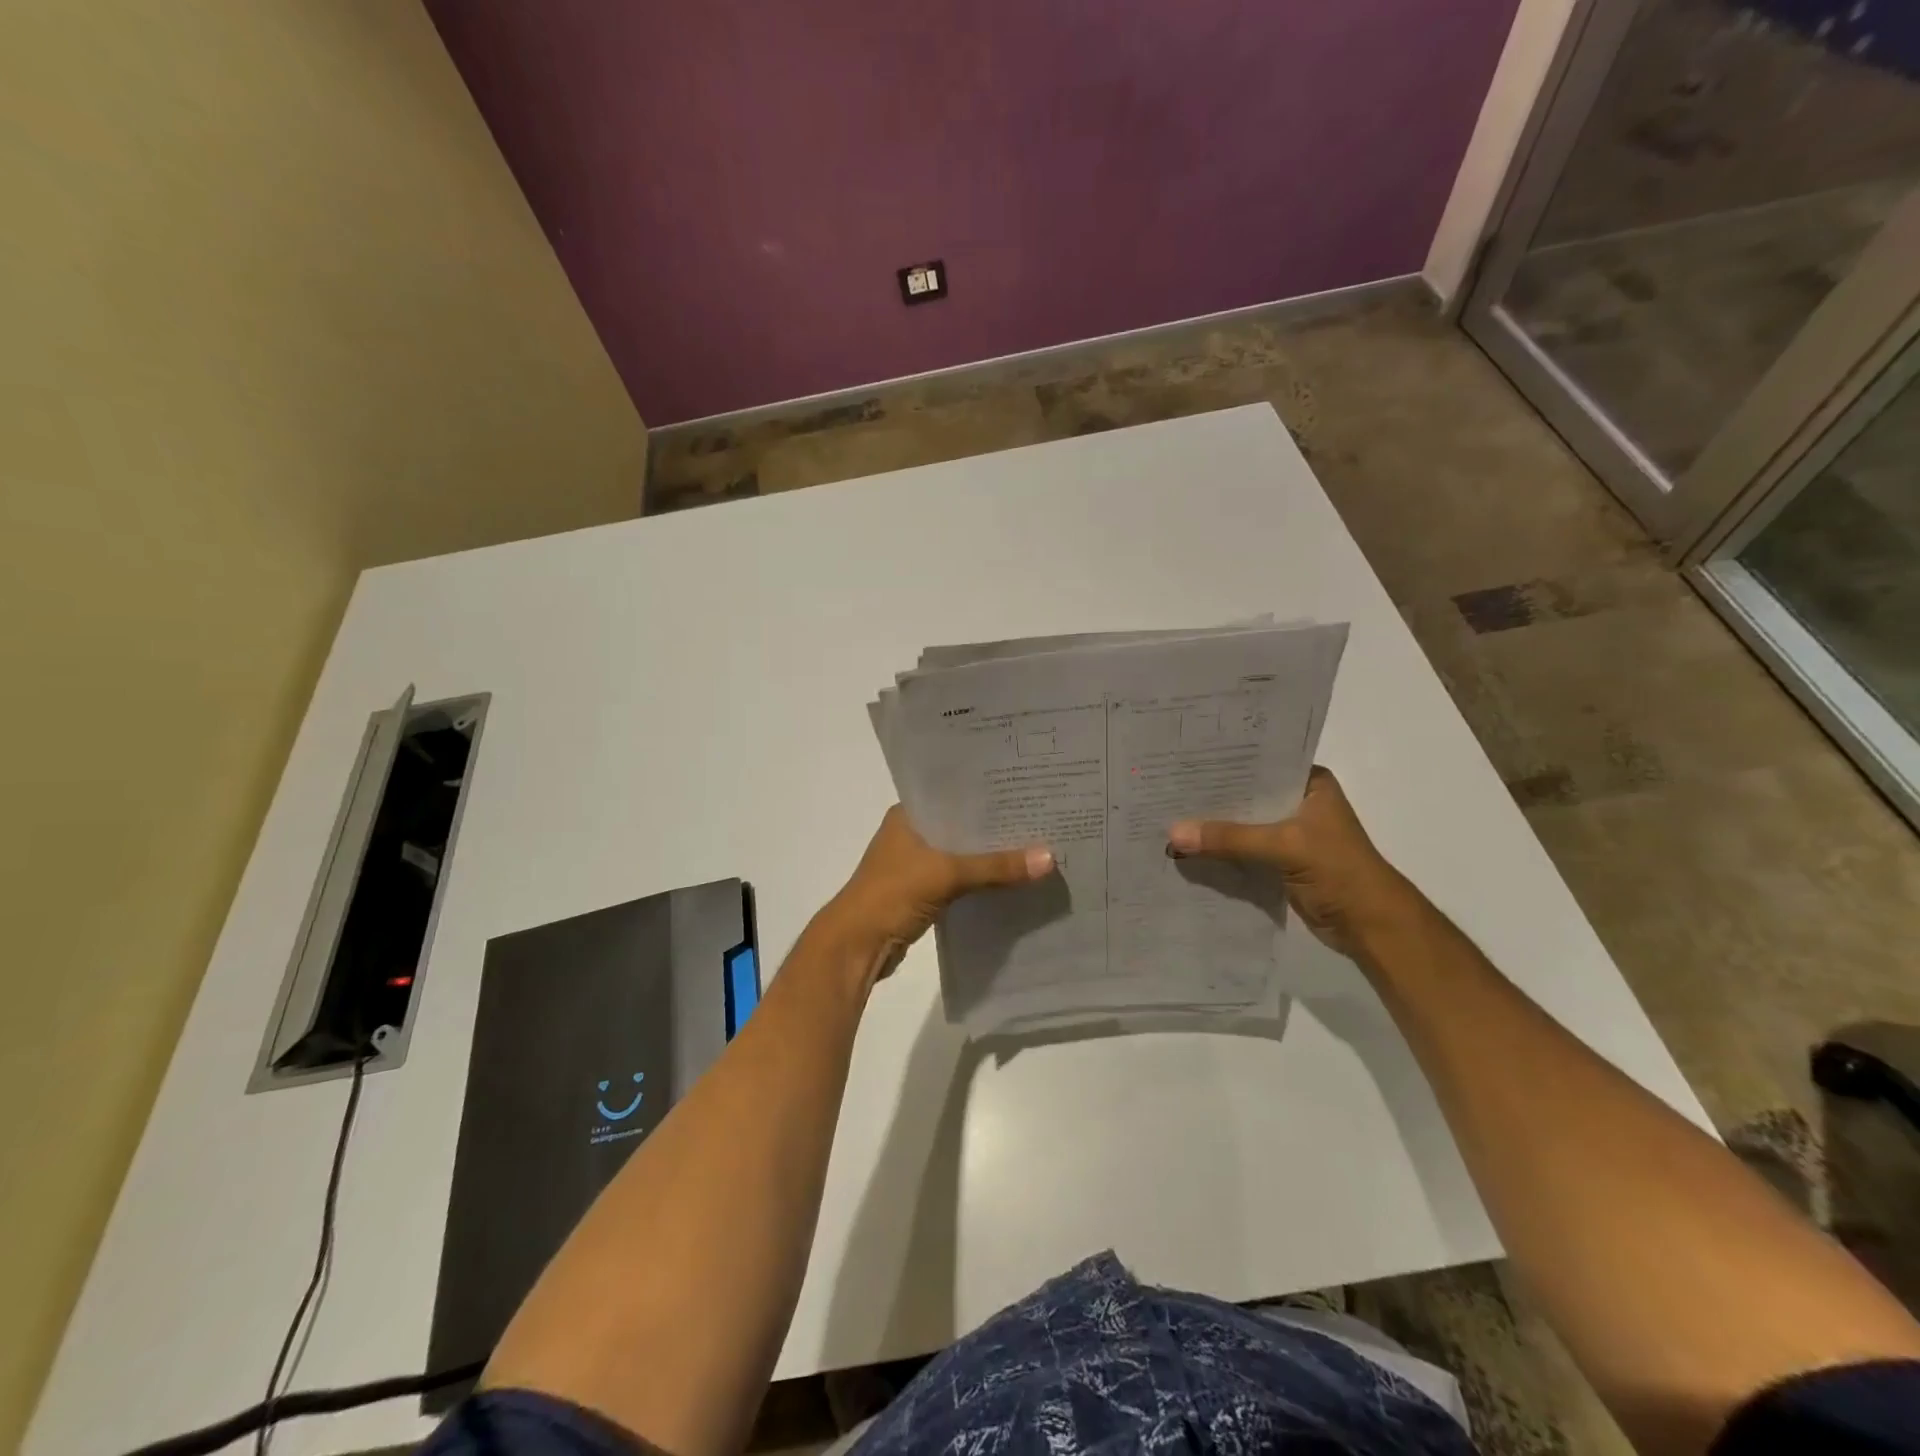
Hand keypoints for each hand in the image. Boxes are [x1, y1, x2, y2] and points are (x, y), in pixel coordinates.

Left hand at [818, 807, 1053, 981]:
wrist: (856, 946)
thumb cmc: (892, 894)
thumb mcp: (947, 874)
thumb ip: (996, 866)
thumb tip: (1049, 858)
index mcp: (909, 815)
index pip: (954, 793)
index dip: (988, 793)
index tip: (1026, 789)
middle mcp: (912, 832)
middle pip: (962, 825)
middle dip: (996, 826)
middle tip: (1041, 818)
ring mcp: (916, 863)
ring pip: (962, 853)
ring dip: (990, 855)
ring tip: (1036, 845)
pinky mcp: (923, 891)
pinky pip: (960, 878)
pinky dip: (981, 878)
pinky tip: (1012, 878)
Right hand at [1167, 766, 1415, 958]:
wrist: (1372, 927)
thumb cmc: (1340, 872)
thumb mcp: (1284, 847)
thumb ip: (1230, 838)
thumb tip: (1173, 834)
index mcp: (1309, 784)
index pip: (1259, 763)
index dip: (1222, 763)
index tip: (1181, 760)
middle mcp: (1298, 803)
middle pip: (1246, 795)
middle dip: (1210, 798)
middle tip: (1165, 789)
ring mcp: (1289, 834)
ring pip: (1241, 825)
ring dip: (1212, 828)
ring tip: (1165, 817)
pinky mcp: (1280, 862)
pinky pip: (1241, 851)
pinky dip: (1219, 852)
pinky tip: (1185, 849)